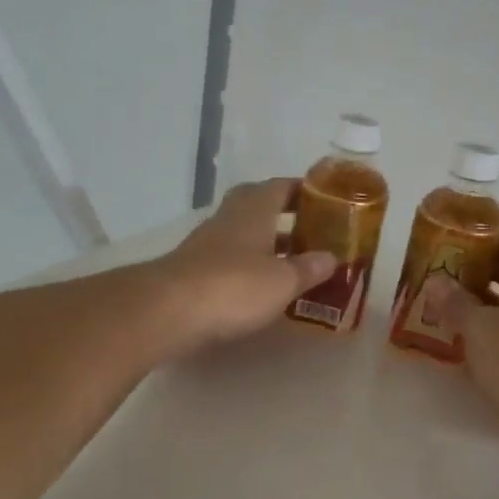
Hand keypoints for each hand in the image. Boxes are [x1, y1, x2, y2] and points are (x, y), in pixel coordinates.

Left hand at [147, 179, 335, 357]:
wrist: (168, 312)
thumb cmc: (233, 287)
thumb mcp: (282, 281)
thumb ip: (308, 268)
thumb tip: (331, 257)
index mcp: (254, 210)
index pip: (281, 186)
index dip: (303, 190)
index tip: (325, 199)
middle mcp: (229, 219)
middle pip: (258, 205)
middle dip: (283, 213)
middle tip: (309, 228)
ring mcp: (207, 244)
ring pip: (243, 233)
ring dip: (267, 242)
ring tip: (295, 260)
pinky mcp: (194, 270)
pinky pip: (230, 259)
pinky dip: (250, 265)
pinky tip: (264, 285)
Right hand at [421, 228, 498, 466]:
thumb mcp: (480, 328)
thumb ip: (455, 303)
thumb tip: (436, 280)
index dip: (491, 232)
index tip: (460, 236)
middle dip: (480, 271)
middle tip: (444, 275)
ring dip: (484, 306)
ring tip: (447, 310)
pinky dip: (494, 336)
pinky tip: (468, 348)